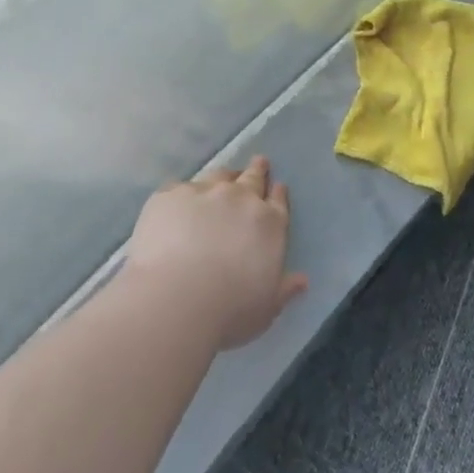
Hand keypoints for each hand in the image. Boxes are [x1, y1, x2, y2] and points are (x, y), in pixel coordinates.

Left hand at [125, 157, 308, 350]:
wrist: (177, 297)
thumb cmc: (230, 310)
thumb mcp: (267, 307)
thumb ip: (284, 288)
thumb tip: (302, 280)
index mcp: (269, 224)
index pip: (278, 202)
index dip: (278, 194)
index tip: (278, 186)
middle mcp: (240, 199)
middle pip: (252, 178)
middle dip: (257, 170)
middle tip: (259, 162)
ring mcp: (204, 192)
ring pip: (219, 176)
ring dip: (224, 177)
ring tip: (222, 179)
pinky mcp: (171, 195)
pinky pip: (180, 188)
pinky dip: (184, 195)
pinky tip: (179, 204)